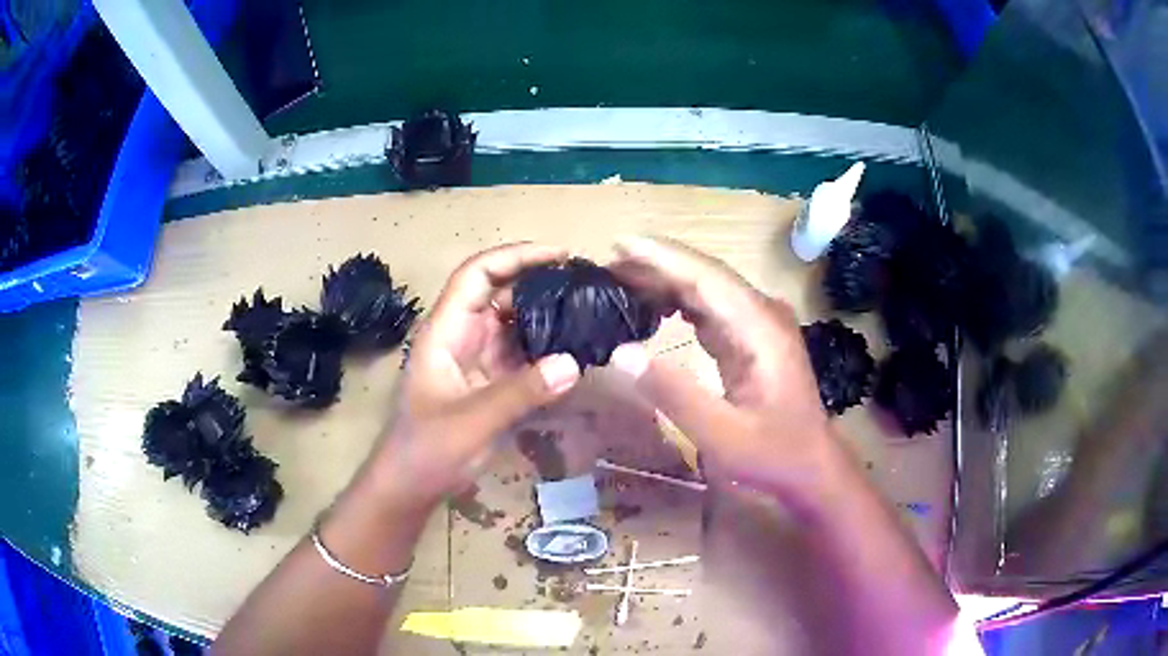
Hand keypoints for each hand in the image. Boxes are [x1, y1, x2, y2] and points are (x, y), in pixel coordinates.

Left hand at [367, 243, 581, 509]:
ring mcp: (477, 361)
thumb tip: (574, 362)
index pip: (478, 274)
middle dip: (541, 284)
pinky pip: (522, 356)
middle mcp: (462, 337)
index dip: (516, 256)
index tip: (560, 255)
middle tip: (588, 286)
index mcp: (446, 331)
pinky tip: (577, 353)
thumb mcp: (471, 421)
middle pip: (502, 295)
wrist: (409, 487)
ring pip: (515, 325)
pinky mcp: (491, 384)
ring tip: (591, 313)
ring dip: (548, 318)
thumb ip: (521, 393)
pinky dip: (548, 351)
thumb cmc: (426, 450)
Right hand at [609, 236, 836, 499]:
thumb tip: (621, 352)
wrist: (812, 467)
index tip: (619, 244)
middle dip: (656, 266)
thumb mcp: (722, 435)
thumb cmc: (773, 455)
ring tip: (619, 283)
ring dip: (665, 282)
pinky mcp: (752, 339)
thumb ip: (674, 394)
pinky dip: (679, 304)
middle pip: (705, 276)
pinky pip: (711, 309)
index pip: (707, 277)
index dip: (662, 257)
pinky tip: (653, 309)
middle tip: (605, 266)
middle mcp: (762, 314)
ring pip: (707, 289)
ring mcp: (759, 325)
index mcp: (760, 327)